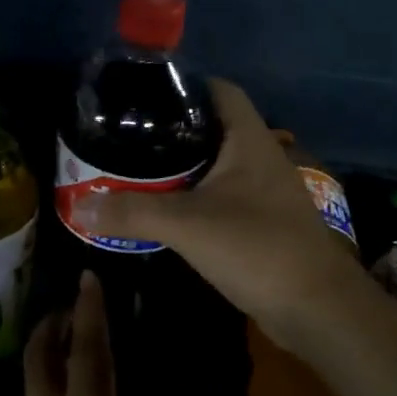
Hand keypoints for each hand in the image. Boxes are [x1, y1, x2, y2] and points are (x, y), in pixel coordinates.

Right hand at [72, 78, 376, 351]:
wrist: (317, 310)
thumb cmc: (258, 249)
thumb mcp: (187, 226)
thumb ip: (132, 213)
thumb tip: (79, 206)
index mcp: (249, 140)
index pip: (220, 90)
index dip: (185, 85)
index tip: (143, 96)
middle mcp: (259, 158)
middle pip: (212, 128)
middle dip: (171, 131)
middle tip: (127, 138)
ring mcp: (263, 193)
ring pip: (215, 167)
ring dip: (180, 169)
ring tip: (135, 171)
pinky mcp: (261, 223)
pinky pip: (220, 198)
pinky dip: (192, 199)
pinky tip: (163, 211)